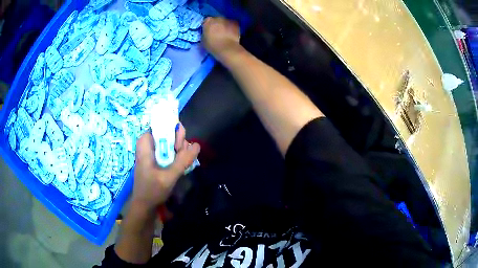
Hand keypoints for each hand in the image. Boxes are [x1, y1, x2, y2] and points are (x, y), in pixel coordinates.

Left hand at [131, 124, 199, 211]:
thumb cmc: (152, 191)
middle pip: (166, 133)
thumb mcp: (168, 177)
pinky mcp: (155, 159)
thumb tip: (197, 144)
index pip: (161, 126)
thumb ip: (182, 161)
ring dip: (179, 150)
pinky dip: (175, 155)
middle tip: (183, 155)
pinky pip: (168, 151)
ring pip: (169, 142)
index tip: (180, 146)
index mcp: (145, 144)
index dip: (173, 132)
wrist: (144, 205)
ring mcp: (151, 152)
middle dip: (178, 142)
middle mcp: (148, 144)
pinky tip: (180, 164)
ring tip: (183, 162)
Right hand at [202, 17, 240, 61]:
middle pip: (216, 20)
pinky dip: (231, 28)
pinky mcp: (236, 23)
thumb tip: (207, 34)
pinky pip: (232, 25)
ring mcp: (227, 20)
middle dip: (216, 25)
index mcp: (208, 21)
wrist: (227, 48)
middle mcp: (218, 18)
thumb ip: (205, 34)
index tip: (208, 31)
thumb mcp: (203, 40)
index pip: (206, 21)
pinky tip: (231, 34)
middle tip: (217, 32)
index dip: (207, 26)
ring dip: (224, 26)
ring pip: (224, 22)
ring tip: (225, 34)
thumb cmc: (212, 45)